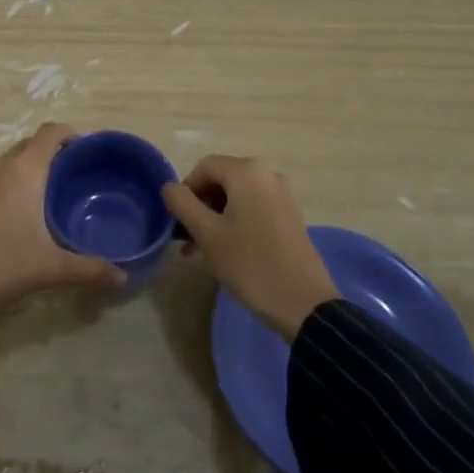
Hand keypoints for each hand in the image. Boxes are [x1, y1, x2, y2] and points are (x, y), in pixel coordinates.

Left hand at [0, 123, 124, 317]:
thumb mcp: (50, 268)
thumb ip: (89, 269)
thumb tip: (123, 276)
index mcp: (24, 171)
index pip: (50, 132)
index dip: (70, 134)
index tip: (87, 151)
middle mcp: (0, 167)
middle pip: (30, 144)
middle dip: (53, 152)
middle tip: (74, 177)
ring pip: (10, 160)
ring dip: (29, 167)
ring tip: (49, 194)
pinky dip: (11, 181)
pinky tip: (18, 213)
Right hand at [162, 155, 337, 340]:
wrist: (304, 305)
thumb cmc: (250, 264)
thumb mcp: (207, 234)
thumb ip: (182, 203)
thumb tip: (169, 187)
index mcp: (247, 171)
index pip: (204, 167)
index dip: (185, 190)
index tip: (178, 221)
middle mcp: (267, 174)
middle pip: (221, 179)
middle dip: (200, 205)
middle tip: (187, 237)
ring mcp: (282, 195)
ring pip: (236, 196)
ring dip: (215, 217)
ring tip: (201, 249)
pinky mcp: (290, 216)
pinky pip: (254, 208)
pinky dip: (235, 222)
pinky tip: (227, 250)